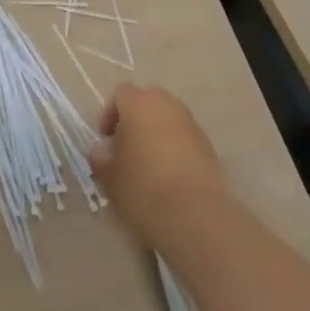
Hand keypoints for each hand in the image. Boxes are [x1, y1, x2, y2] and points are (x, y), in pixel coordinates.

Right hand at [88, 85, 228, 247]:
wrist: (195, 216)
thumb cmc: (142, 187)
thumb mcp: (109, 175)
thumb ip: (100, 157)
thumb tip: (102, 151)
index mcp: (139, 104)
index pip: (120, 94)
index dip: (109, 113)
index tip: (105, 139)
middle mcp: (168, 105)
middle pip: (147, 101)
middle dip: (134, 120)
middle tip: (125, 148)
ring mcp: (192, 125)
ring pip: (167, 119)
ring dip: (155, 134)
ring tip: (147, 164)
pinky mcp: (209, 147)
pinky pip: (184, 138)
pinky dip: (174, 148)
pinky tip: (168, 176)